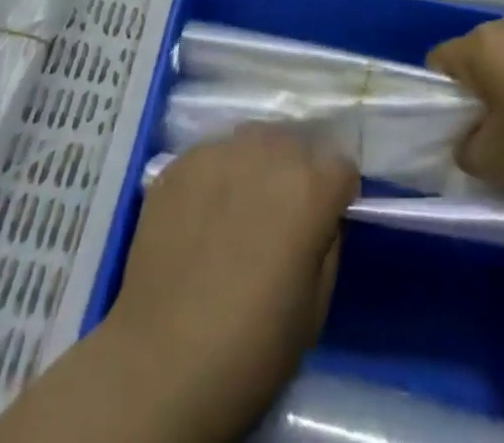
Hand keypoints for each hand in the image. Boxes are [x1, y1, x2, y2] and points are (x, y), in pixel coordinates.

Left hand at [104, 126, 356, 441]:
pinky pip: (213, 155)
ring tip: (240, 208)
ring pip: (253, 140)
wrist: (160, 363)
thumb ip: (328, 242)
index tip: (324, 222)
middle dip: (297, 172)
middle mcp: (267, 152)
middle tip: (281, 216)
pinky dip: (217, 175)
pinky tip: (203, 215)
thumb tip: (322, 216)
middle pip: (296, 143)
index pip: (342, 166)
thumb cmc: (252, 347)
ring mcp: (218, 151)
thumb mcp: (316, 306)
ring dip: (257, 165)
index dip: (336, 196)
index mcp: (309, 186)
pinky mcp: (180, 162)